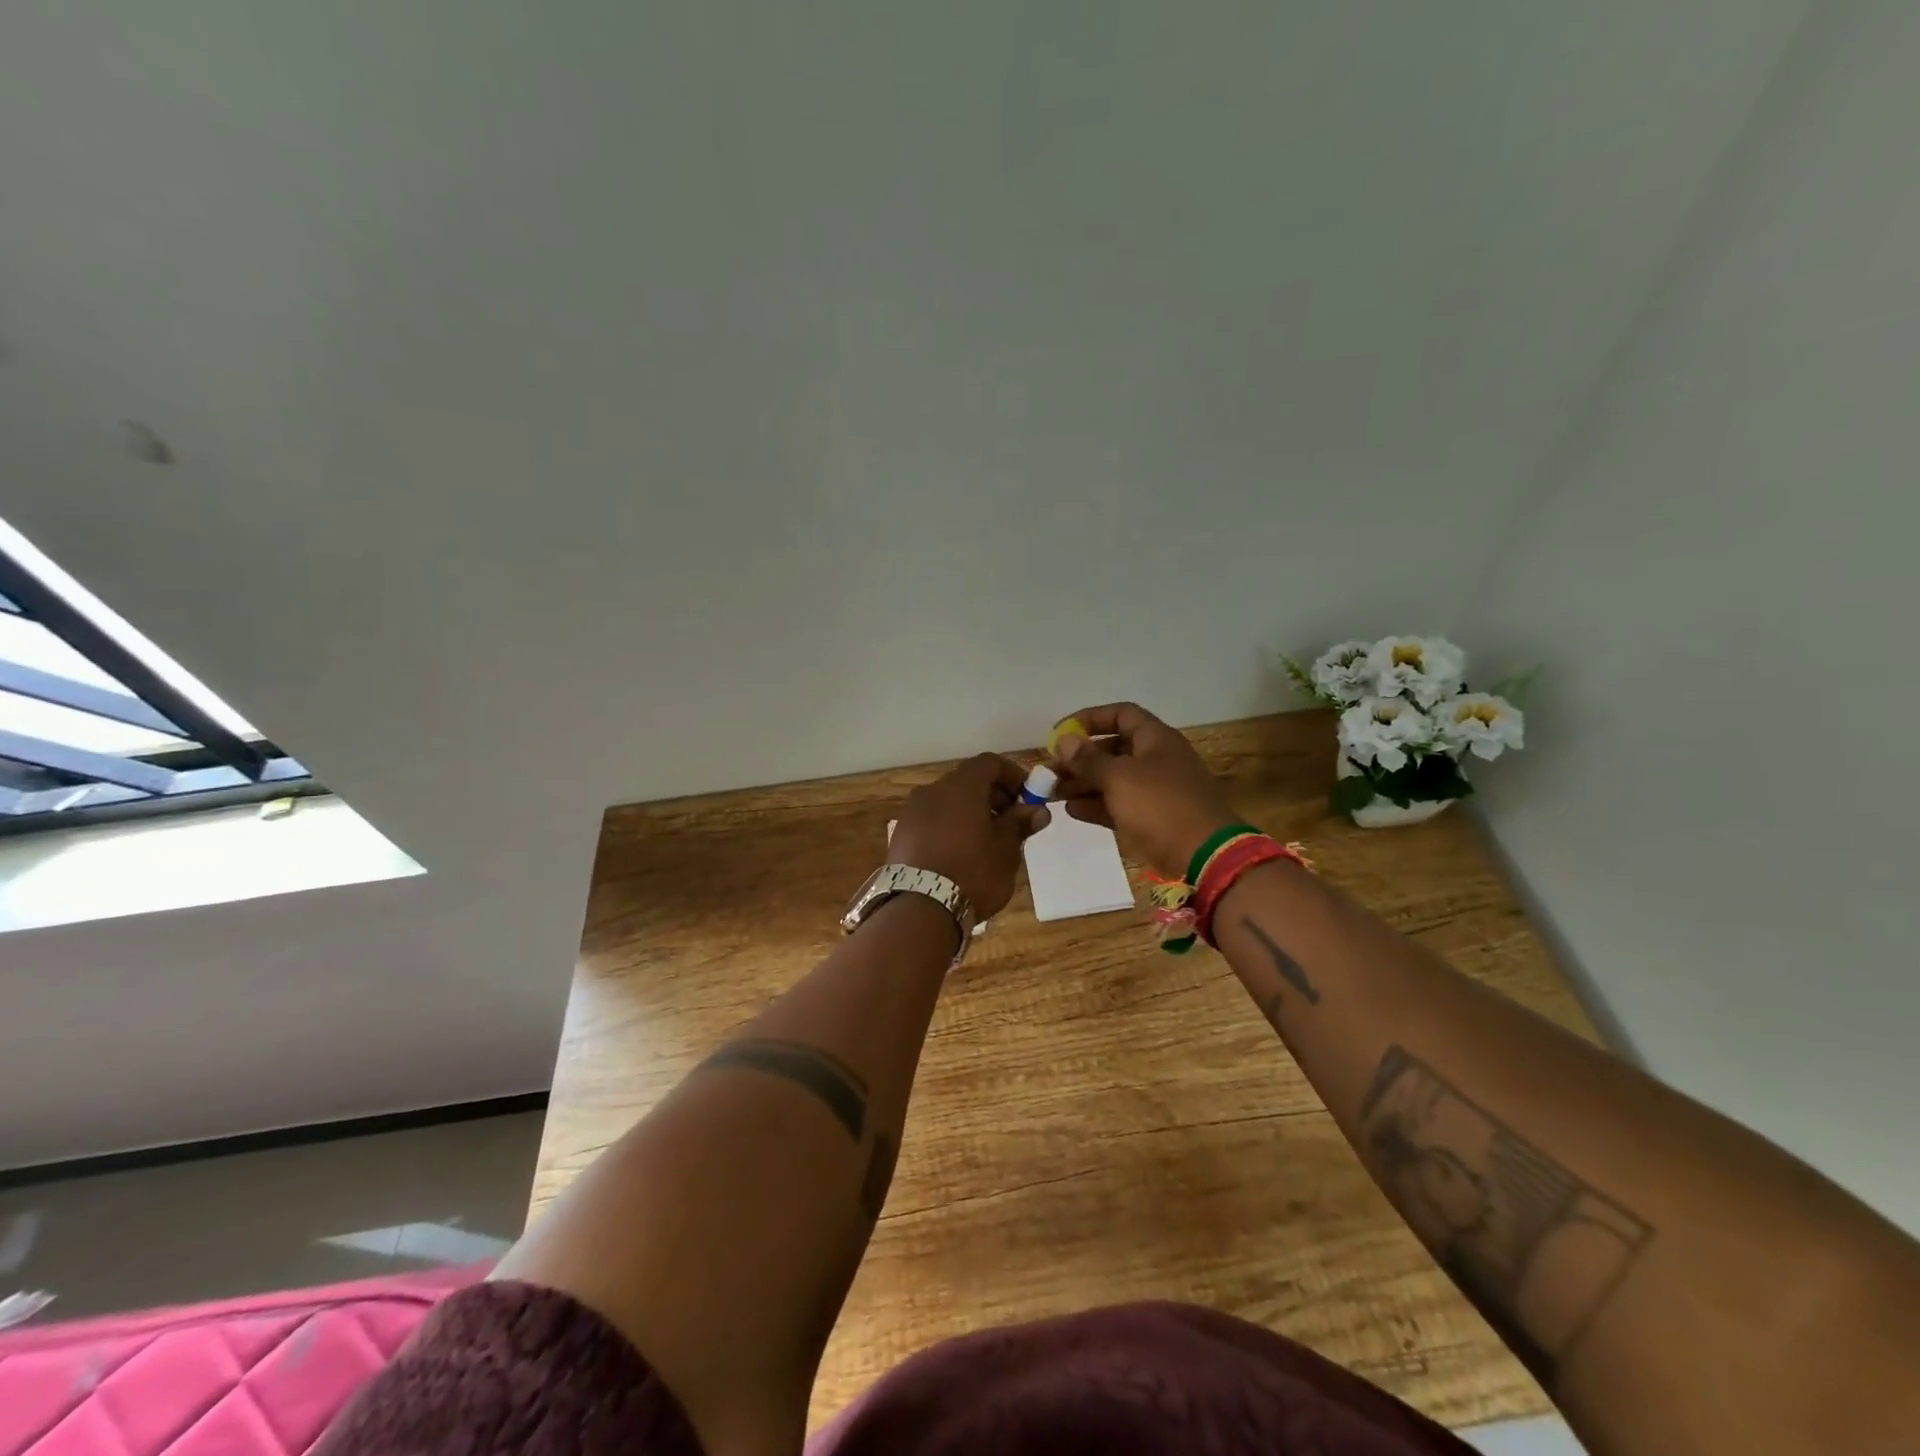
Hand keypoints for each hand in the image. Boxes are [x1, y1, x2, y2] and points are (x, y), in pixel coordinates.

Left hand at [888, 753, 1049, 918]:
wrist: (919, 909)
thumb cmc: (972, 873)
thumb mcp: (1005, 850)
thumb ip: (1019, 824)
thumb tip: (1037, 810)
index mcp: (961, 787)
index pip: (989, 763)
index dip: (1012, 775)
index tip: (1028, 797)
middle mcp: (932, 791)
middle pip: (967, 781)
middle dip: (993, 796)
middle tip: (1011, 823)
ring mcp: (912, 813)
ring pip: (948, 802)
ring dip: (970, 813)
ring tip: (987, 843)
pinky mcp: (901, 835)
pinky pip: (932, 821)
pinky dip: (950, 827)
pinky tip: (960, 855)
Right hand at [1051, 702, 1242, 879]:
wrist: (1204, 855)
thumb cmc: (1160, 805)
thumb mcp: (1118, 777)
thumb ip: (1088, 759)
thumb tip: (1064, 740)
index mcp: (1156, 739)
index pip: (1120, 714)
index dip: (1089, 719)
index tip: (1061, 733)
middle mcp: (1157, 759)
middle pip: (1113, 749)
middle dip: (1080, 758)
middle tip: (1051, 770)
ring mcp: (1156, 791)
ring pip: (1113, 779)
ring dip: (1083, 783)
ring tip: (1053, 793)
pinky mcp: (1153, 819)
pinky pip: (1119, 805)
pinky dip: (1097, 805)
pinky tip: (1071, 810)